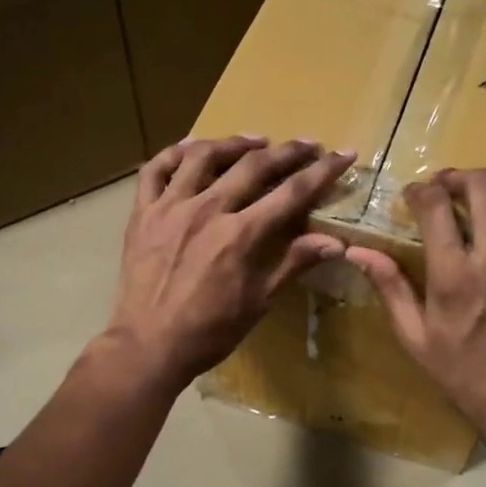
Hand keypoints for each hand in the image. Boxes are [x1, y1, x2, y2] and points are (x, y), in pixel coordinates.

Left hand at [105, 136, 354, 392]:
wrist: (149, 345)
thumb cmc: (209, 332)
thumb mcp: (258, 302)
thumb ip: (293, 264)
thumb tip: (336, 242)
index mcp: (241, 236)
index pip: (291, 193)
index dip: (321, 172)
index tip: (343, 154)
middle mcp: (207, 210)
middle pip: (253, 166)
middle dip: (287, 151)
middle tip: (308, 144)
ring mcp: (170, 207)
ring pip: (204, 156)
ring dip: (235, 143)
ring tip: (257, 141)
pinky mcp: (143, 213)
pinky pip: (156, 169)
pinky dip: (176, 152)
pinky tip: (193, 147)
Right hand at [345, 168, 485, 436]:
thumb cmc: (464, 374)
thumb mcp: (415, 337)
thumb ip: (390, 287)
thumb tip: (357, 251)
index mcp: (456, 275)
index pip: (436, 204)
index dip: (422, 190)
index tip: (417, 196)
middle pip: (483, 185)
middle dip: (460, 179)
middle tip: (451, 190)